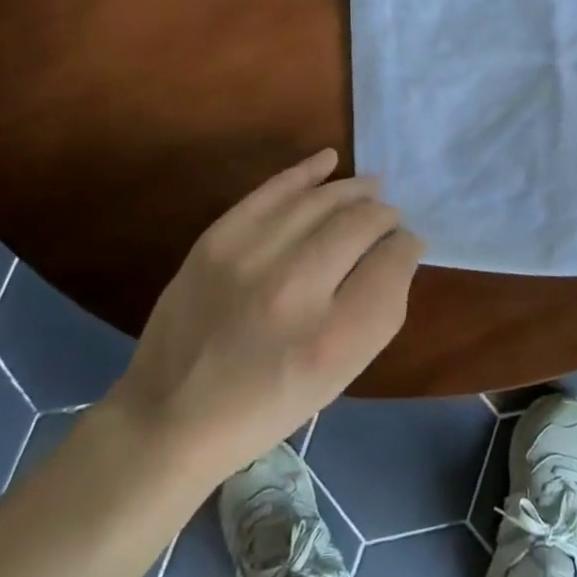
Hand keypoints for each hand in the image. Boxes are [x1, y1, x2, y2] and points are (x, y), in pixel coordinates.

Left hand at [108, 150, 421, 481]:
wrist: (170, 415)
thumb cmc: (266, 405)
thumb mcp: (338, 377)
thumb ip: (378, 310)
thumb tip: (396, 249)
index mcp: (334, 338)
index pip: (393, 262)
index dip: (407, 247)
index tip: (405, 247)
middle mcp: (296, 290)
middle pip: (362, 224)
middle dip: (385, 217)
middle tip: (387, 221)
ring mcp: (251, 257)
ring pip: (323, 201)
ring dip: (354, 191)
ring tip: (370, 190)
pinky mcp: (217, 239)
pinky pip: (274, 189)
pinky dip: (306, 171)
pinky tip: (329, 161)